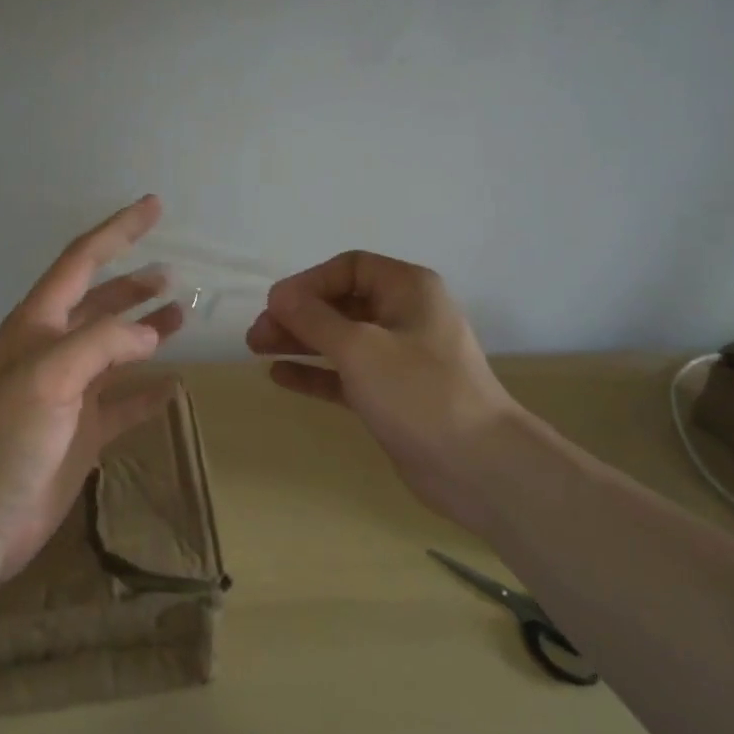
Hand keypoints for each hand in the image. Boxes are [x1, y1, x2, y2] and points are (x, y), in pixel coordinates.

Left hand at [0, 196, 183, 582]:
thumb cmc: (4, 439)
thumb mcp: (49, 378)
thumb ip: (102, 344)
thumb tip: (151, 333)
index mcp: (37, 325)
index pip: (82, 262)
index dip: (117, 231)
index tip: (153, 206)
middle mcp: (53, 350)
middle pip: (100, 303)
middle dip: (134, 284)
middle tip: (173, 273)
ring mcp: (68, 392)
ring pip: (115, 349)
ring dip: (146, 330)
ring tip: (181, 315)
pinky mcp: (82, 432)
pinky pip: (123, 402)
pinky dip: (147, 392)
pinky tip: (173, 386)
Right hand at [246, 251, 522, 538]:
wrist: (477, 466)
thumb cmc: (419, 391)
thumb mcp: (359, 348)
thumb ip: (314, 318)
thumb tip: (278, 295)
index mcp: (408, 289)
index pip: (349, 268)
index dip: (309, 282)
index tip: (275, 305)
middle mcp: (405, 315)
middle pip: (341, 303)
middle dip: (298, 315)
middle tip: (256, 334)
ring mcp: (400, 357)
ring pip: (341, 339)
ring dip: (300, 341)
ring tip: (257, 349)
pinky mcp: (392, 394)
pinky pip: (346, 374)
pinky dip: (316, 372)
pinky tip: (280, 375)